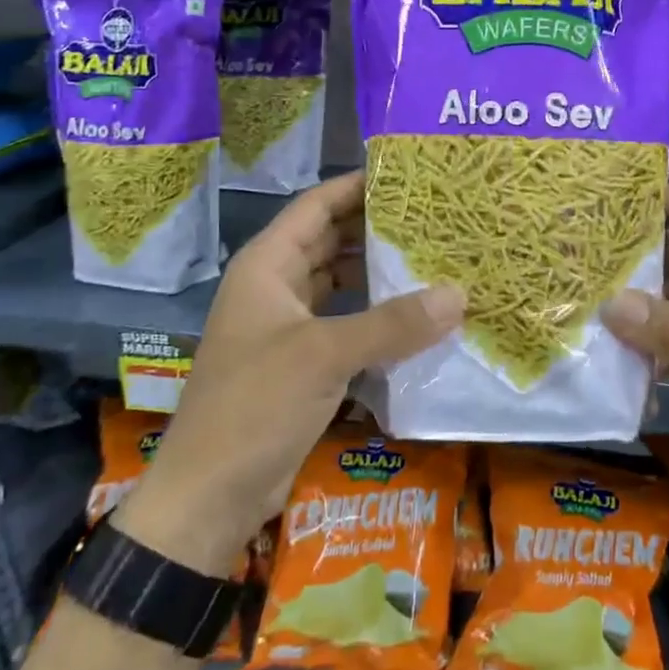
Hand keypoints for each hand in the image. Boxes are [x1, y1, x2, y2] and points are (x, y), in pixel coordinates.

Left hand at [115, 171, 463, 573]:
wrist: (209, 494)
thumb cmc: (255, 406)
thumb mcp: (324, 356)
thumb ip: (392, 324)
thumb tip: (459, 295)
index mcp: (266, 265)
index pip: (316, 206)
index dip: (357, 185)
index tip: (408, 174)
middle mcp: (275, 287)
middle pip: (330, 241)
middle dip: (376, 228)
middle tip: (435, 217)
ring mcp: (288, 326)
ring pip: (340, 284)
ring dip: (379, 274)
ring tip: (435, 259)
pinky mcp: (302, 362)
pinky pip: (345, 323)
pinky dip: (376, 317)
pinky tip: (416, 317)